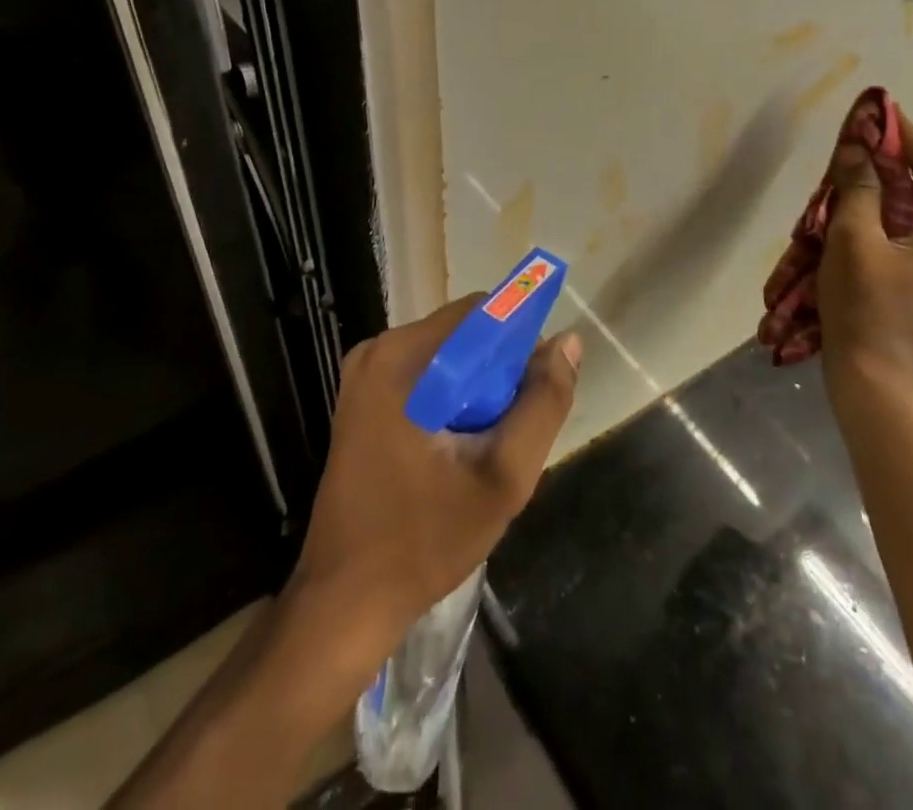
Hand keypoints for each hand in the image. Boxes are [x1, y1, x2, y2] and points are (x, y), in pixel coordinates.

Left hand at [287, 298, 583, 653]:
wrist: (344, 602)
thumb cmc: (424, 539)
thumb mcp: (503, 477)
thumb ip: (543, 404)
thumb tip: (568, 342)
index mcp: (401, 356)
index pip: (480, 312)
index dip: (519, 339)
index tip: (535, 387)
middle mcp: (377, 351)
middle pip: (463, 333)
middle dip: (498, 371)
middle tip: (508, 430)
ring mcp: (364, 375)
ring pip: (447, 356)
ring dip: (477, 389)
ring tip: (484, 448)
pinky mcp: (362, 399)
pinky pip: (425, 377)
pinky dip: (452, 401)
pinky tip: (457, 451)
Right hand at [817, 111, 912, 395]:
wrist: (869, 370)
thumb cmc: (862, 303)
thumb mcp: (852, 237)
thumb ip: (858, 187)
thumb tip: (856, 148)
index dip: (909, 137)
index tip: (884, 112)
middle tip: (880, 134)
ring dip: (909, 179)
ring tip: (878, 158)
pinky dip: (905, 203)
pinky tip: (878, 198)